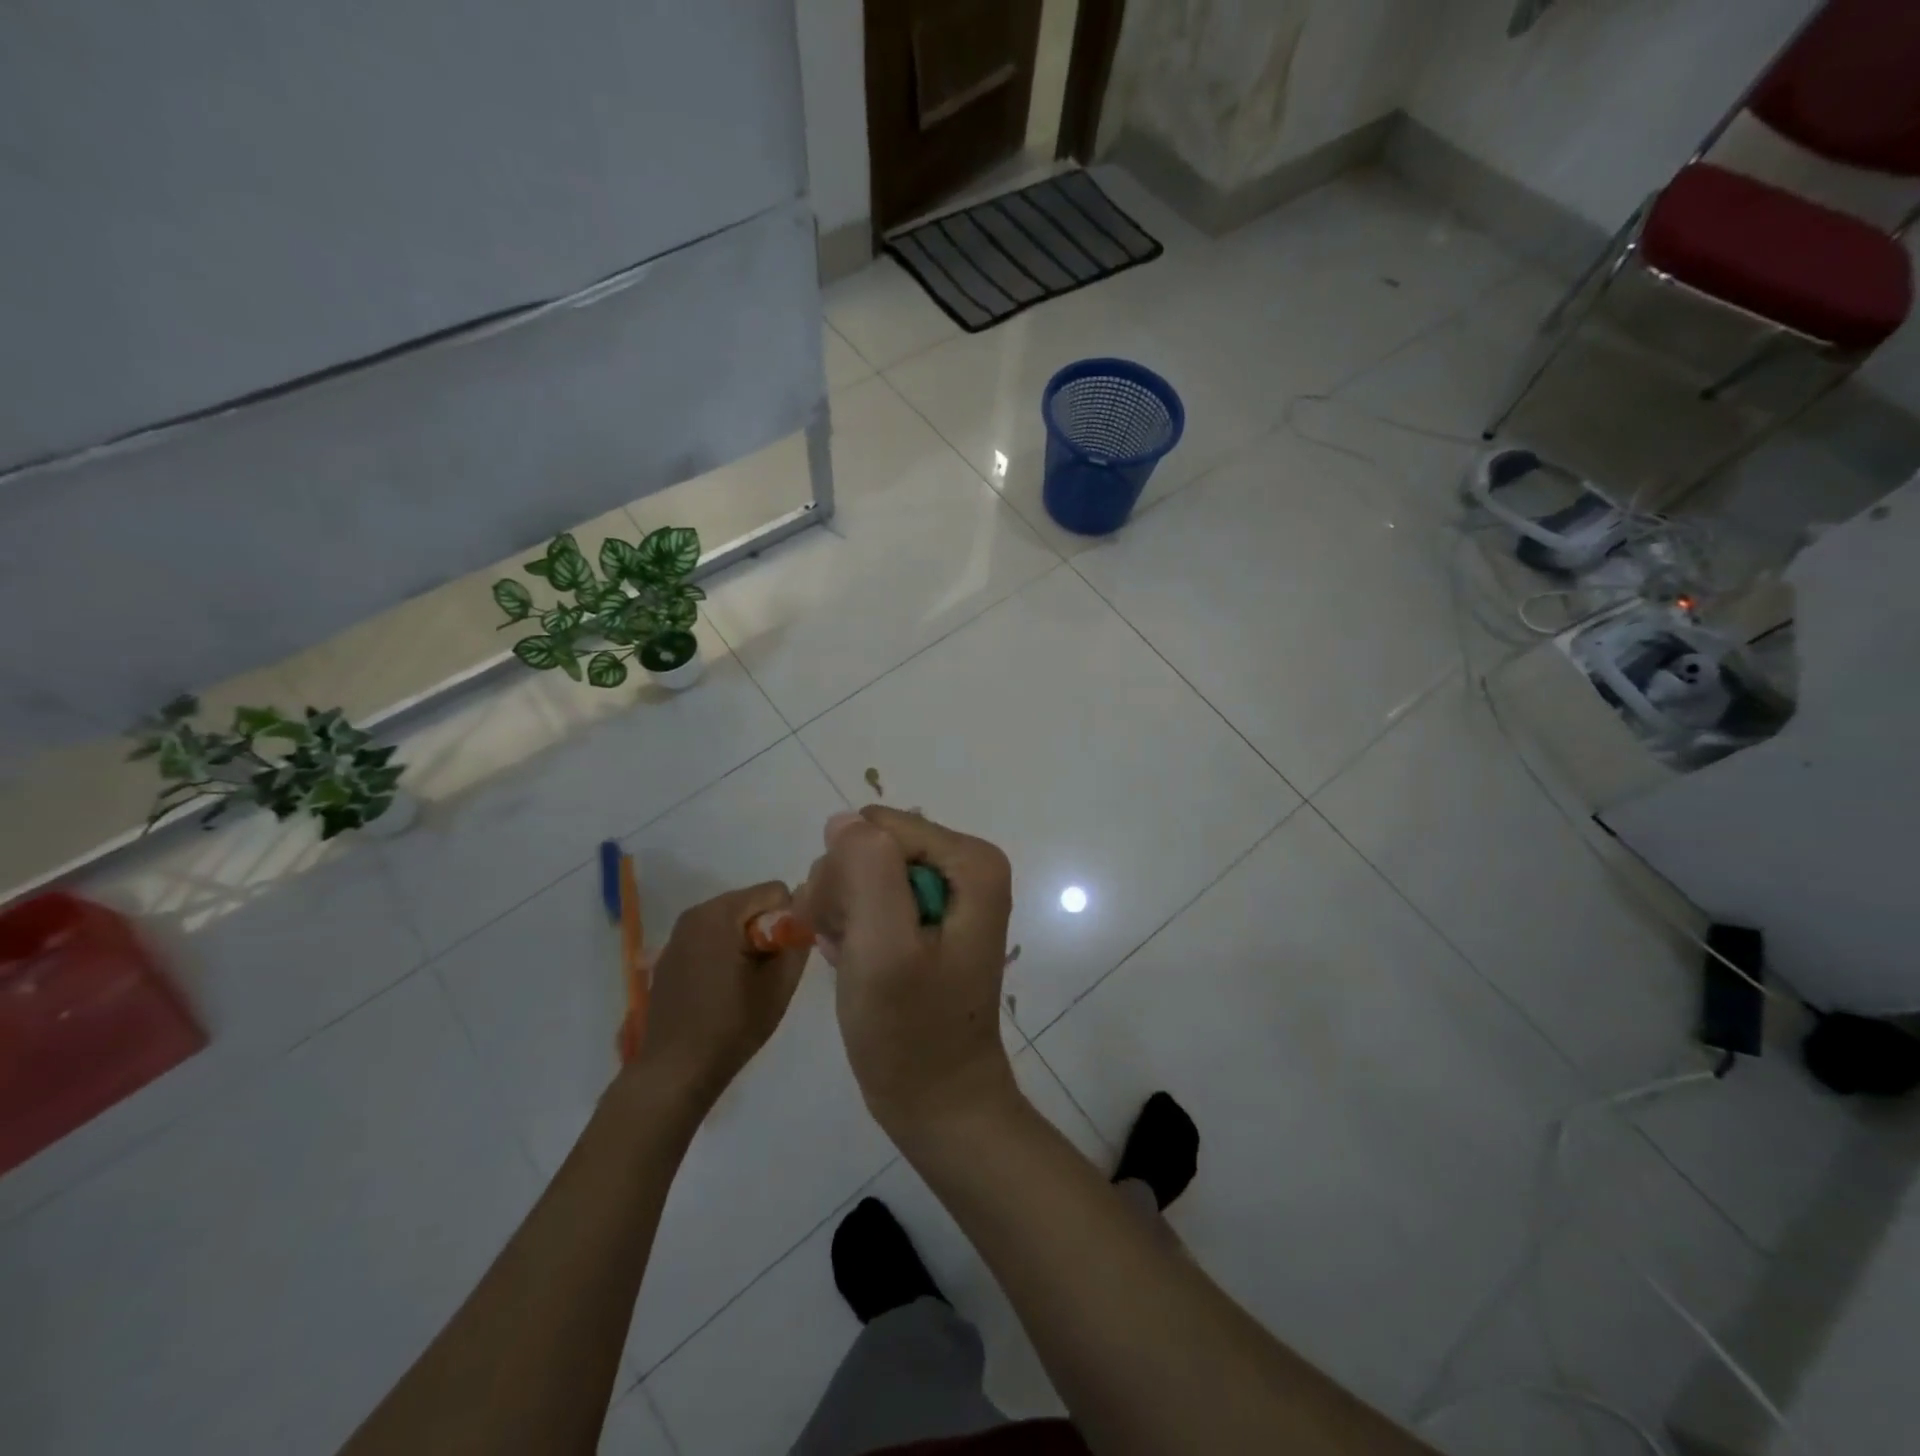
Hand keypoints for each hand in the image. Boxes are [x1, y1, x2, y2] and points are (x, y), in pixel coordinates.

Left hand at [635, 882, 808, 1109]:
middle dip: (766, 930)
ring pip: (732, 920)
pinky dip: (725, 952)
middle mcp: (695, 913)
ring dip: (746, 942)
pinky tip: (721, 989)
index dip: (788, 921)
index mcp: (720, 914)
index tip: (782, 958)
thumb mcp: (779, 985)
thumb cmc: (731, 1026)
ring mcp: (678, 934)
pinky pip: (711, 936)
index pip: (775, 891)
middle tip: (766, 973)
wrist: (674, 1072)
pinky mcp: (670, 954)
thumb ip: (797, 942)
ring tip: (745, 983)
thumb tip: (803, 918)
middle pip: (751, 903)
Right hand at [804, 808, 1018, 1139]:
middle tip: (850, 950)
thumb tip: (844, 820)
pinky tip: (856, 963)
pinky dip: (854, 930)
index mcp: (971, 861)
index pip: (877, 829)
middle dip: (845, 894)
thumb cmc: (911, 1032)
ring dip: (843, 914)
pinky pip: (871, 896)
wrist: (939, 1102)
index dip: (849, 876)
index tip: (846, 931)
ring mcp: (948, 891)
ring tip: (853, 962)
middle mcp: (965, 865)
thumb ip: (867, 870)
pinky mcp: (928, 917)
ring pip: (864, 870)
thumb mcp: (883, 947)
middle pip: (873, 845)